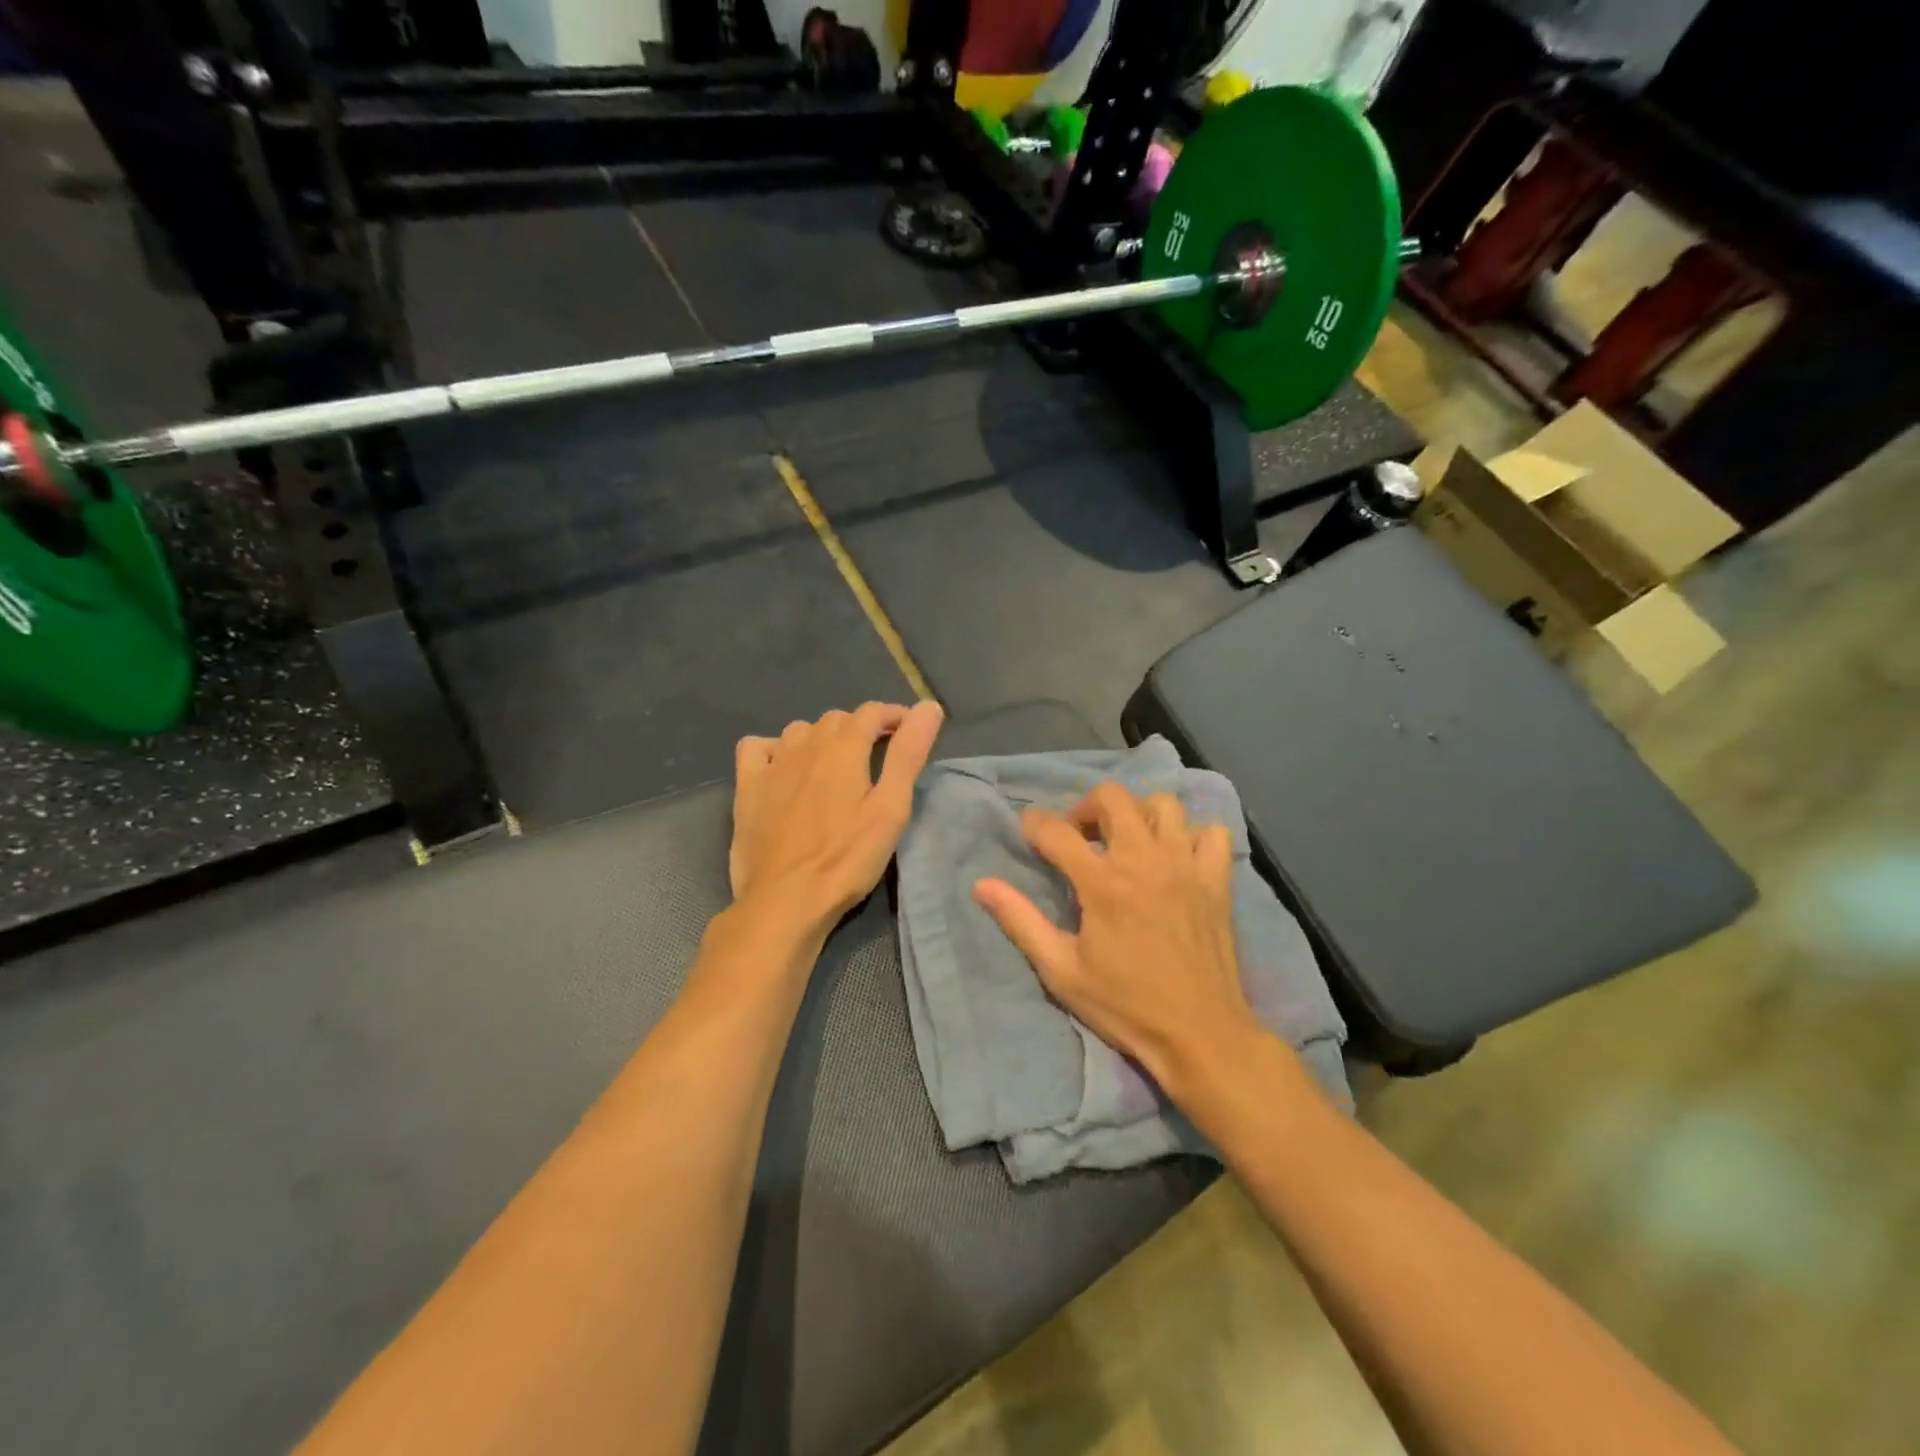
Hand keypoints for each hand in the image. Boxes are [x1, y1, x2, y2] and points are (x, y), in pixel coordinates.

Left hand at [730, 700, 943, 928]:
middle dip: (861, 728)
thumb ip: (908, 755)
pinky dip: (775, 748)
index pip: (872, 712)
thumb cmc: (846, 859)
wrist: (784, 900)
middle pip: (837, 719)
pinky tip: (784, 768)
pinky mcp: (747, 787)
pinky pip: (758, 747)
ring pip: (800, 731)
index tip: (910, 732)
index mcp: (843, 747)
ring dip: (822, 738)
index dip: (894, 716)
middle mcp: (805, 744)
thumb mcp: (890, 809)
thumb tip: (928, 706)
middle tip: (878, 756)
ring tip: (835, 766)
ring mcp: (772, 764)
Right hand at [973, 783, 1261, 1087]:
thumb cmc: (1125, 1005)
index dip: (1035, 824)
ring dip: (1138, 814)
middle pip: (1113, 798)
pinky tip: (1176, 857)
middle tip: (1079, 836)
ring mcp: (1186, 866)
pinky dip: (1192, 835)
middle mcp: (1145, 860)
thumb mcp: (1061, 970)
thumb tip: (981, 884)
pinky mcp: (1217, 880)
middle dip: (1086, 807)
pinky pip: (1210, 833)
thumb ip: (1021, 920)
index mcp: (1103, 883)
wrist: (1200, 1035)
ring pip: (1163, 805)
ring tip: (1127, 842)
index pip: (1058, 832)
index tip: (1027, 828)